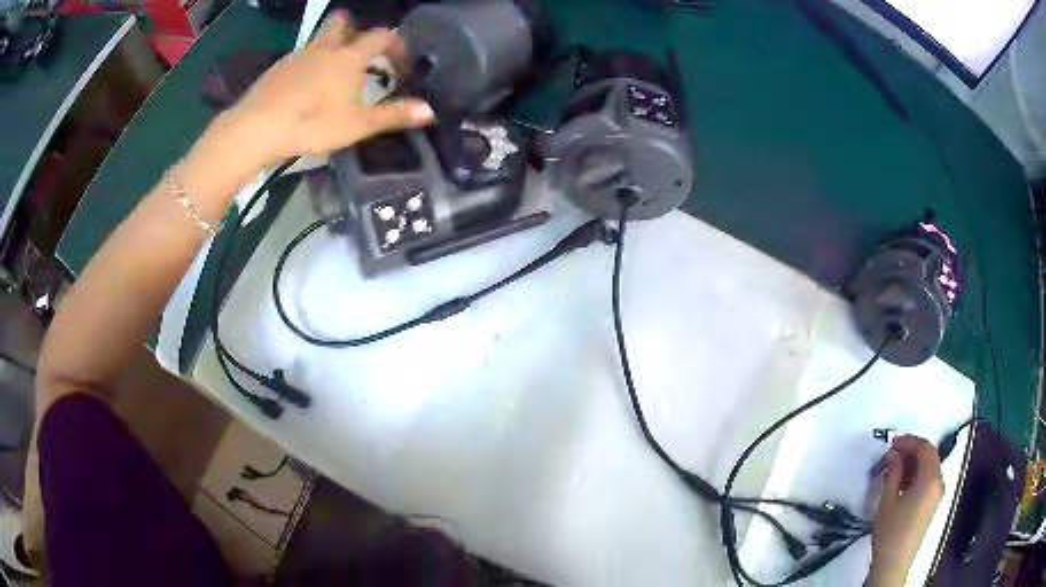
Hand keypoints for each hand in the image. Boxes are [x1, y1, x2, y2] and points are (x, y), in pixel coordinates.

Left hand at [213, 11, 433, 173]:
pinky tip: (304, 89)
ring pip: (319, 39)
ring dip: (330, 48)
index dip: (396, 45)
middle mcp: (325, 47)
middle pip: (343, 21)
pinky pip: (299, 56)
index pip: (382, 36)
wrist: (257, 128)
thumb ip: (393, 115)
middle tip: (359, 54)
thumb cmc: (312, 124)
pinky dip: (308, 64)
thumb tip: (430, 111)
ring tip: (332, 76)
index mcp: (350, 56)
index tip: (399, 63)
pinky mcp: (277, 68)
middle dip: (354, 30)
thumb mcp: (357, 125)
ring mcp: (298, 55)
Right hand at [868, 435, 943, 586]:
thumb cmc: (890, 532)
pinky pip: (928, 479)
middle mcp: (938, 482)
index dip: (909, 441)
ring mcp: (937, 494)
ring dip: (913, 463)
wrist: (893, 562)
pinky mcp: (932, 504)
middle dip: (911, 451)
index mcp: (930, 478)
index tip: (893, 442)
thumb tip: (893, 455)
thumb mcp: (887, 500)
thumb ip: (892, 472)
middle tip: (893, 453)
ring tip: (894, 469)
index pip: (924, 448)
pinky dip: (916, 475)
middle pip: (929, 455)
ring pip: (929, 467)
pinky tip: (901, 483)